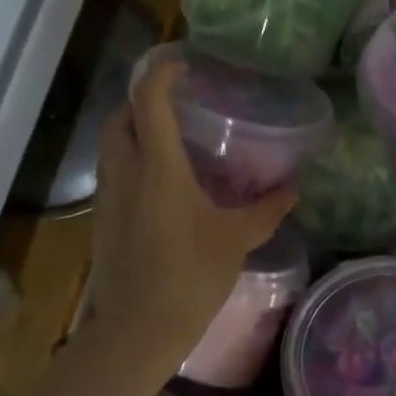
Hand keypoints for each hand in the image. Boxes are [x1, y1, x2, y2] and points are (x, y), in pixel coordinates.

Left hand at [89, 57, 295, 367]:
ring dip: (131, 130)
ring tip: (167, 139)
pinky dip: (129, 162)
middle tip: (173, 104)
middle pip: (118, 116)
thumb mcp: (235, 241)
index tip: (183, 66)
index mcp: (158, 168)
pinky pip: (111, 174)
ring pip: (110, 146)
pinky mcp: (102, 221)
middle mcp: (126, 173)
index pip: (148, 101)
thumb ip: (265, 210)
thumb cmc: (190, 277)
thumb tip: (293, 190)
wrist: (138, 329)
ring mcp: (108, 198)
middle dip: (140, 100)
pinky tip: (157, 185)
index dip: (161, 74)